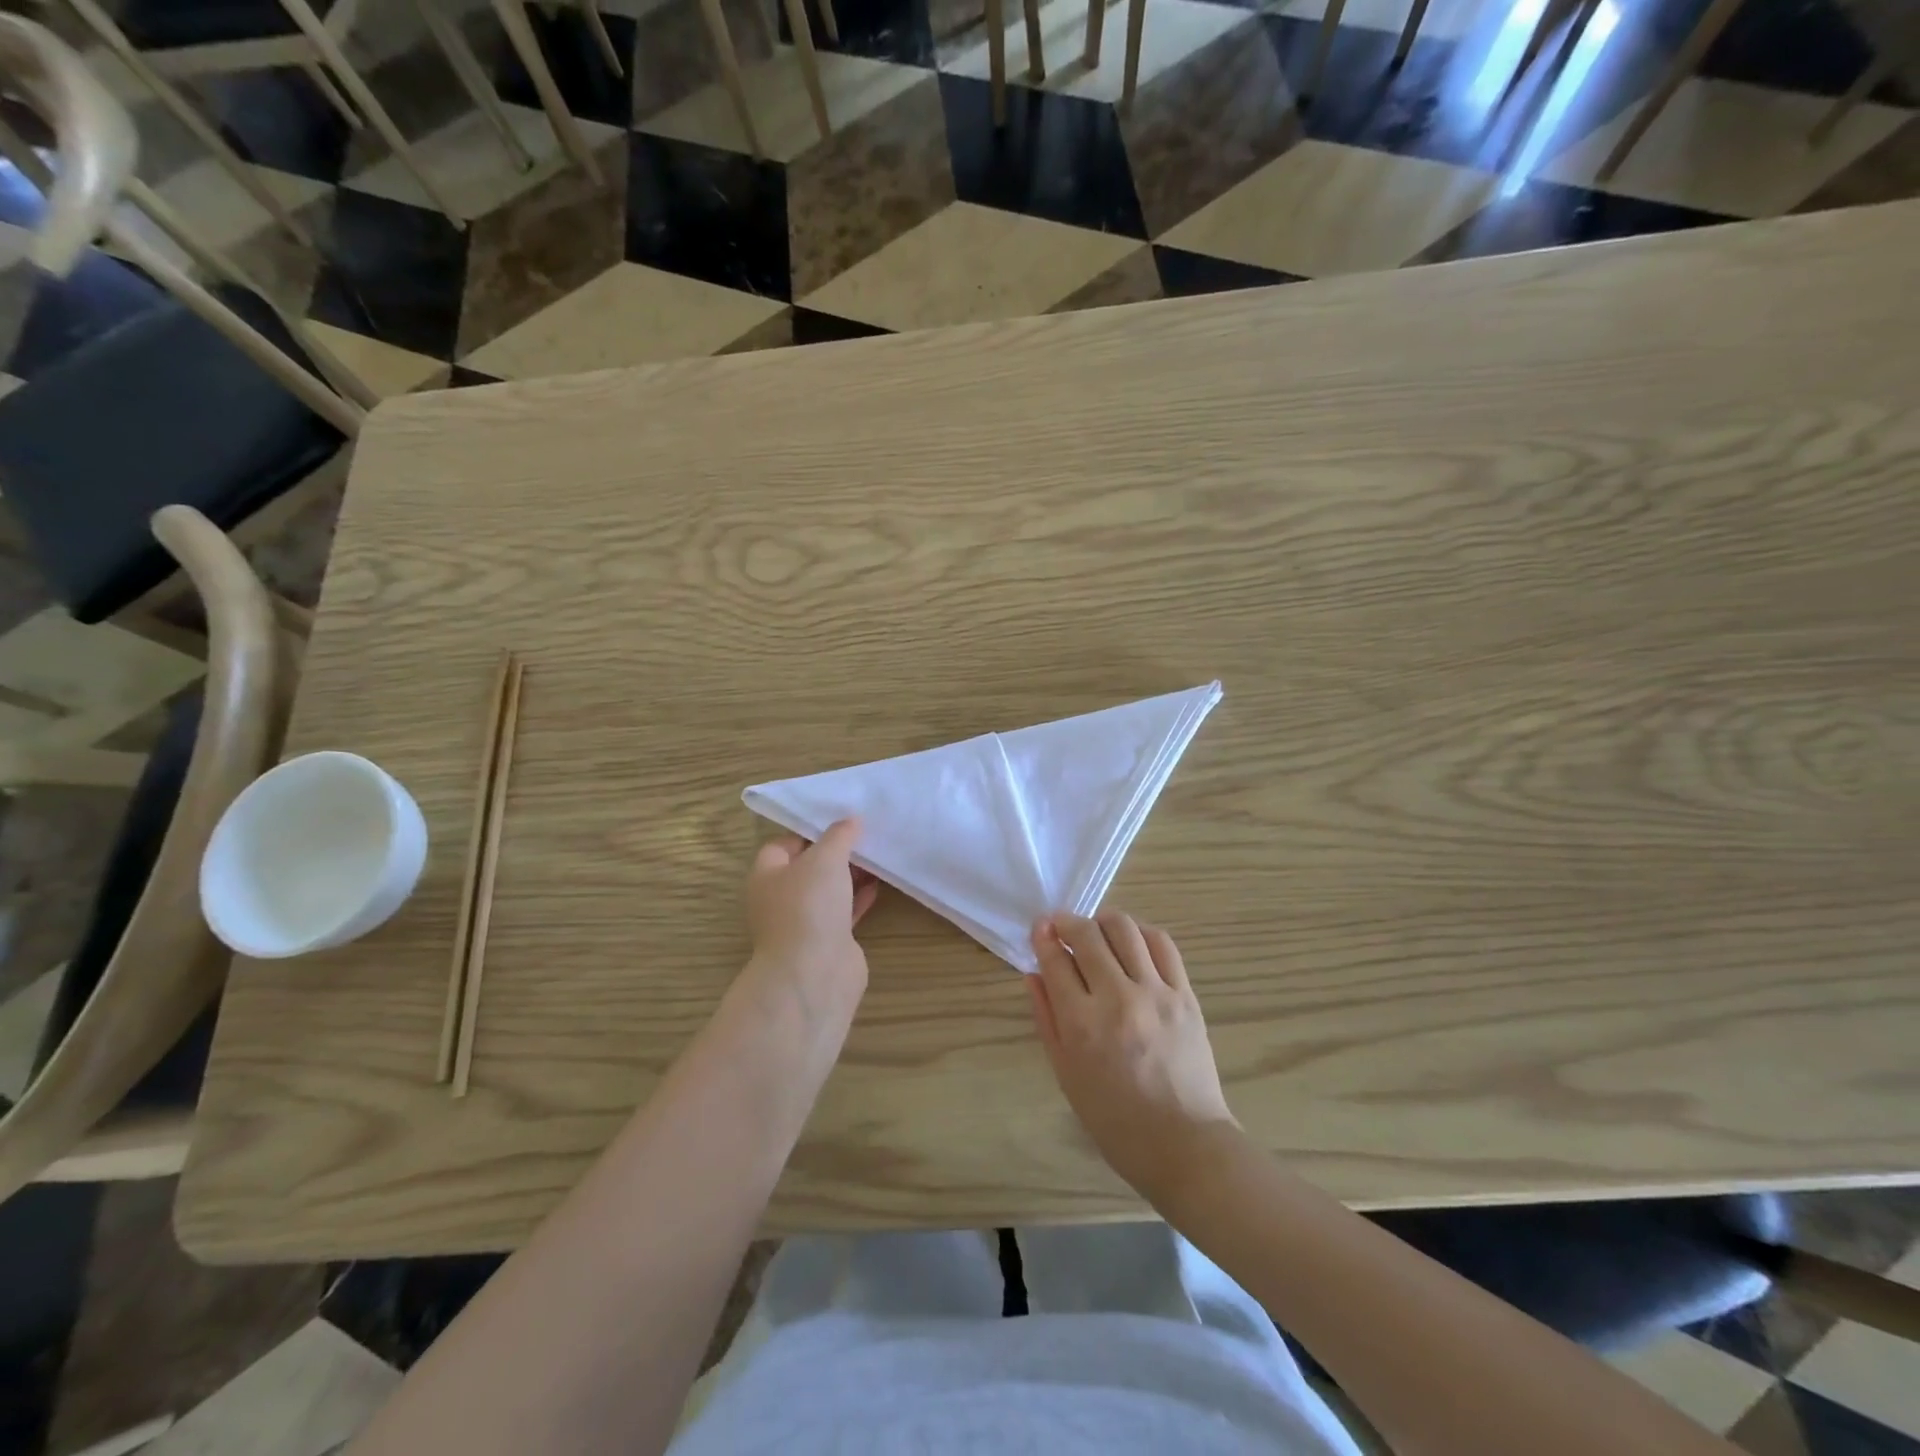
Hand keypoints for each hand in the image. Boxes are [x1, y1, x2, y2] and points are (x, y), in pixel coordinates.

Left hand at [742, 818, 879, 1024]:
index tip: (838, 821)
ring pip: (828, 890)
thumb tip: (850, 820)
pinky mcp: (827, 941)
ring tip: (876, 855)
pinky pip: (843, 911)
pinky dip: (858, 898)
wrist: (814, 973)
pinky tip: (878, 885)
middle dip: (834, 852)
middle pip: (808, 867)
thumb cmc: (809, 906)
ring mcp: (804, 922)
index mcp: (766, 875)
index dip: (809, 831)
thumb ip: (839, 835)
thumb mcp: (825, 858)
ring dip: (849, 875)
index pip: (783, 844)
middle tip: (863, 836)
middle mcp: (780, 898)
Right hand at [1030, 911, 1237, 1204]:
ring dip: (1103, 921)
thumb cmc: (1115, 1119)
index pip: (1055, 960)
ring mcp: (1155, 993)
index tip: (1039, 929)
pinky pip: (1162, 944)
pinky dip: (1141, 933)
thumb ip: (1047, 1018)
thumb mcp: (1066, 1074)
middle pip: (1087, 935)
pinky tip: (1132, 942)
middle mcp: (1117, 998)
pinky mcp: (1185, 994)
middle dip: (1067, 922)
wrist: (1183, 1144)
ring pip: (1125, 929)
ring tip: (1096, 931)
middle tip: (1060, 926)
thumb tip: (1033, 973)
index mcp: (1082, 1024)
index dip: (1042, 937)